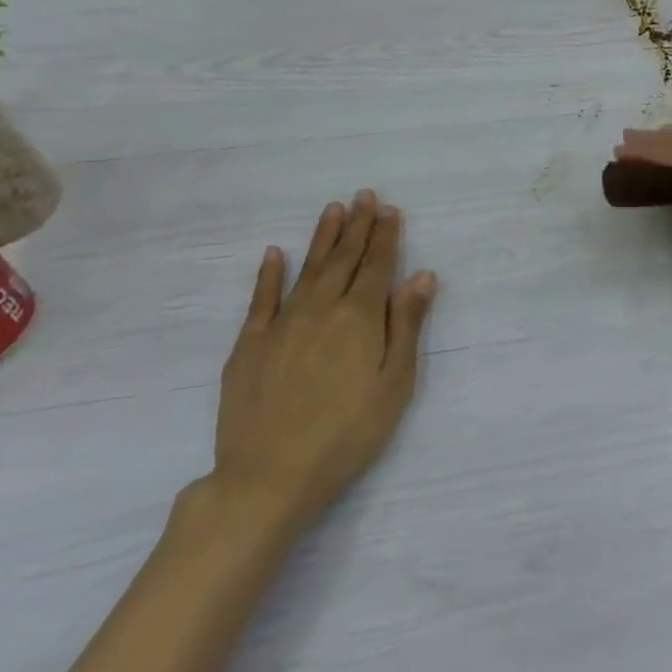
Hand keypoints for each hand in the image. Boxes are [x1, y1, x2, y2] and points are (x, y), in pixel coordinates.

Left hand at [209, 191, 437, 536]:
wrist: (270, 475)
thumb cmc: (348, 433)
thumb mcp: (394, 383)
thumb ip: (406, 325)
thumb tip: (421, 276)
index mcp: (359, 318)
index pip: (378, 266)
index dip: (386, 236)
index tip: (390, 209)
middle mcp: (321, 309)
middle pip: (344, 259)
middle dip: (358, 226)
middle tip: (365, 196)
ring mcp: (281, 324)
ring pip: (307, 269)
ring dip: (322, 238)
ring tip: (333, 210)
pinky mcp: (249, 344)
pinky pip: (261, 299)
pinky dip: (269, 274)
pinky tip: (275, 254)